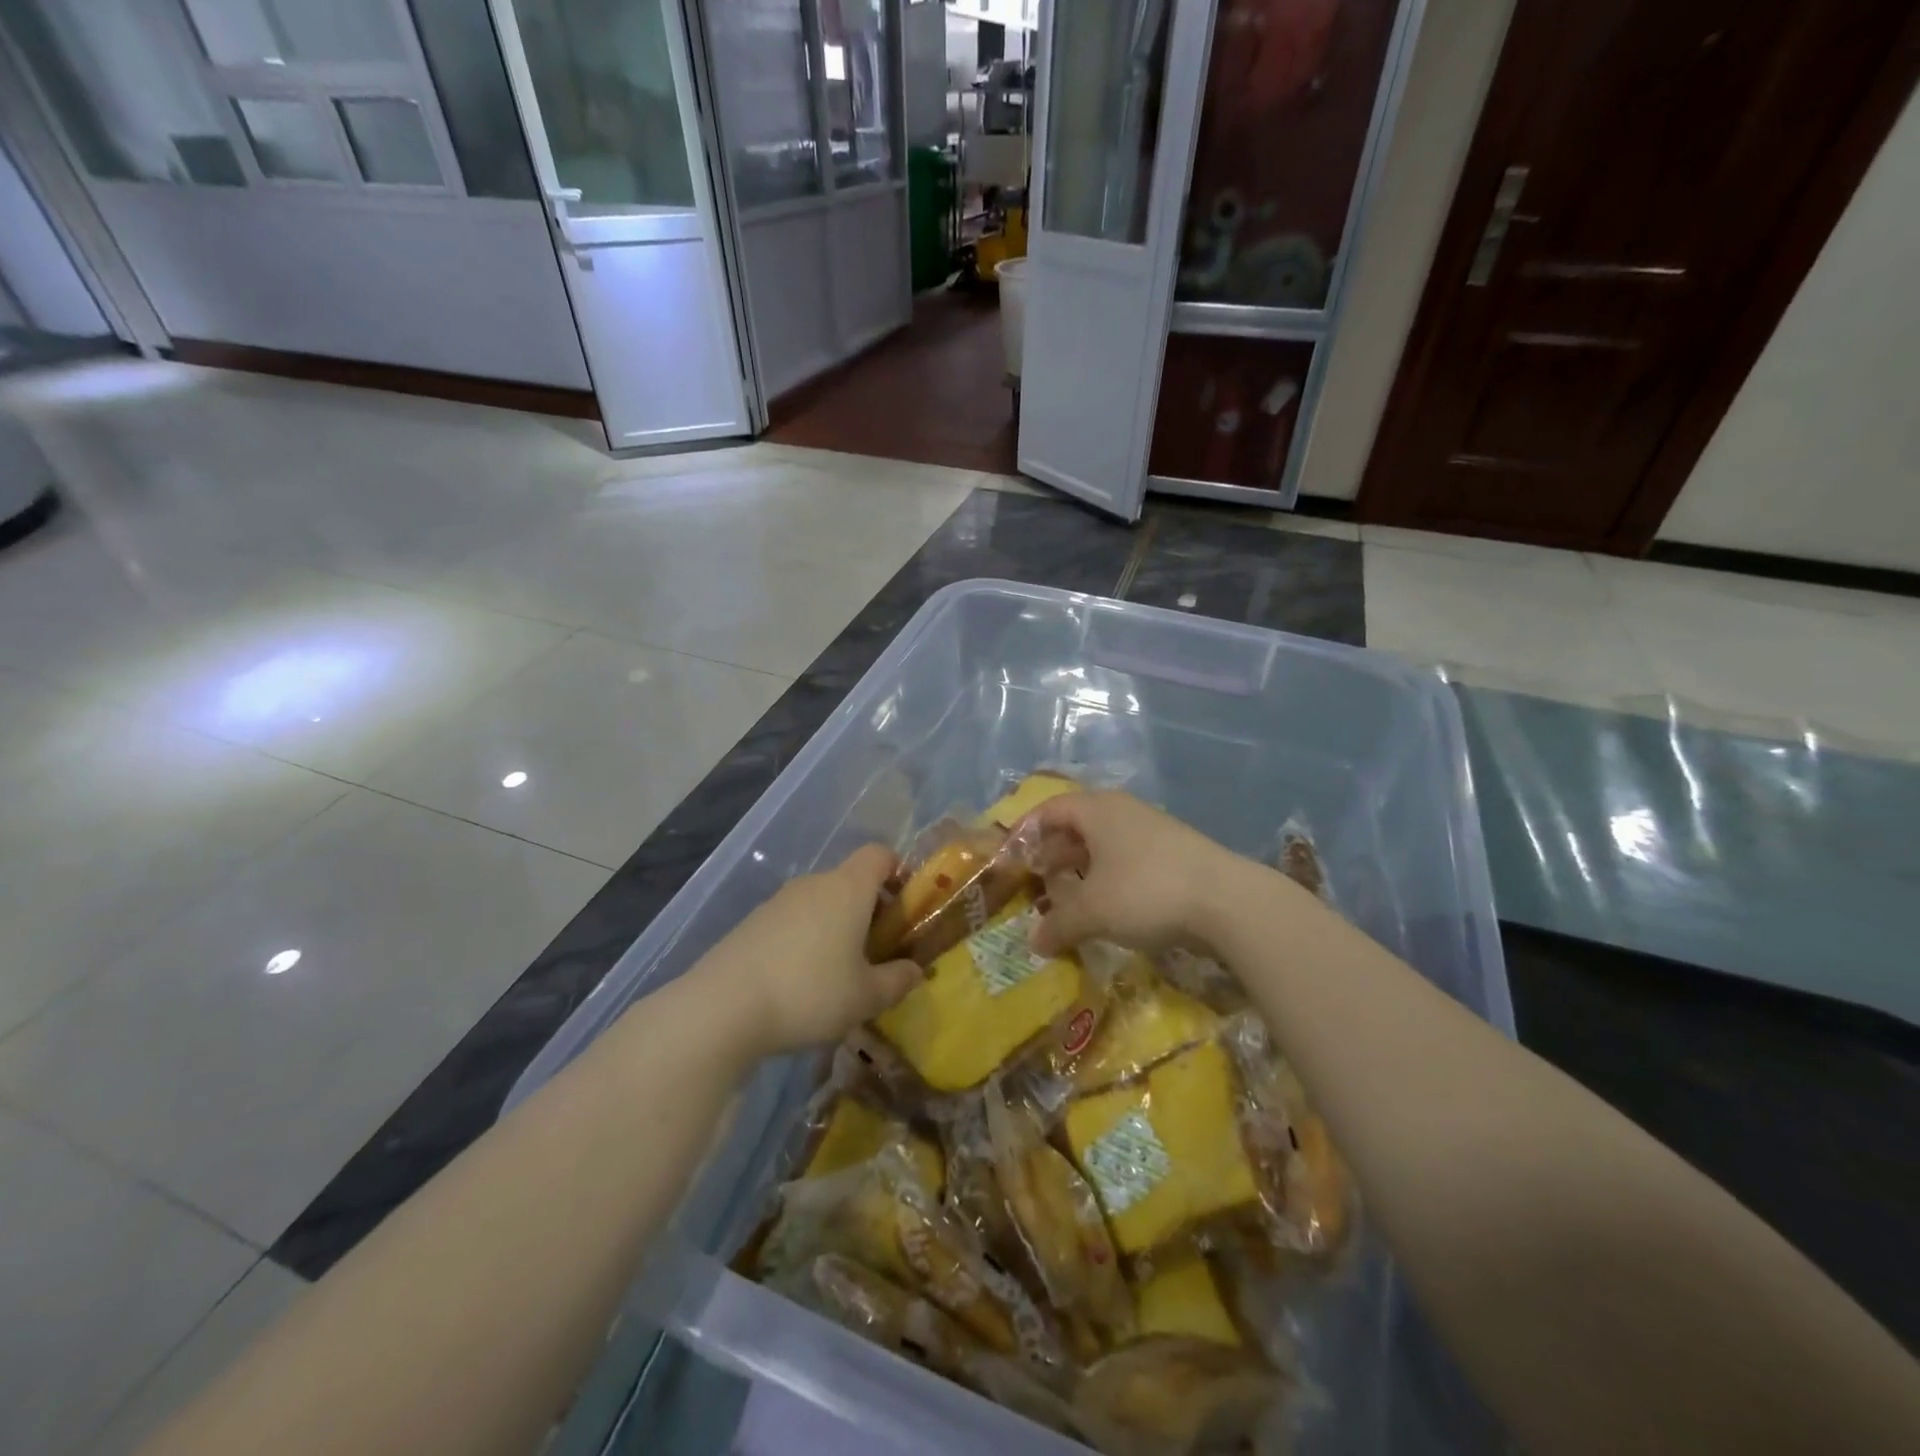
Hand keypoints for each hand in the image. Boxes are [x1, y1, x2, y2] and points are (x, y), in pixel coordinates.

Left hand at [700, 844, 920, 1056]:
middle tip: (877, 952)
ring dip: (836, 926)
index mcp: (848, 888)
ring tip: (838, 973)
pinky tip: (799, 981)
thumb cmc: (809, 992)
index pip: (880, 854)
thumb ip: (897, 980)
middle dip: (869, 909)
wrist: (723, 1007)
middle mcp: (814, 884)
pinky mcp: (752, 923)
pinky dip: (805, 939)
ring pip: (820, 902)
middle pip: (851, 880)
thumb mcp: (865, 997)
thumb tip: (916, 971)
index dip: (898, 872)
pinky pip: (792, 920)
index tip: (905, 908)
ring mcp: (778, 901)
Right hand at [1021, 792, 1241, 955]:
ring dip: (1081, 868)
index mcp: (1097, 810)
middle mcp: (1123, 811)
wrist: (1230, 902)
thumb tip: (1033, 942)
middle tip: (1037, 882)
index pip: (1049, 809)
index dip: (1024, 832)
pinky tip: (1109, 906)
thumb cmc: (1147, 892)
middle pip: (1076, 824)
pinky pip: (1127, 858)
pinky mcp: (1175, 852)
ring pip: (1104, 843)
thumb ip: (1058, 925)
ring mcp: (1153, 829)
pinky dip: (1108, 877)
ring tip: (1069, 899)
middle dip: (1052, 853)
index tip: (1009, 859)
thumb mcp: (1093, 912)